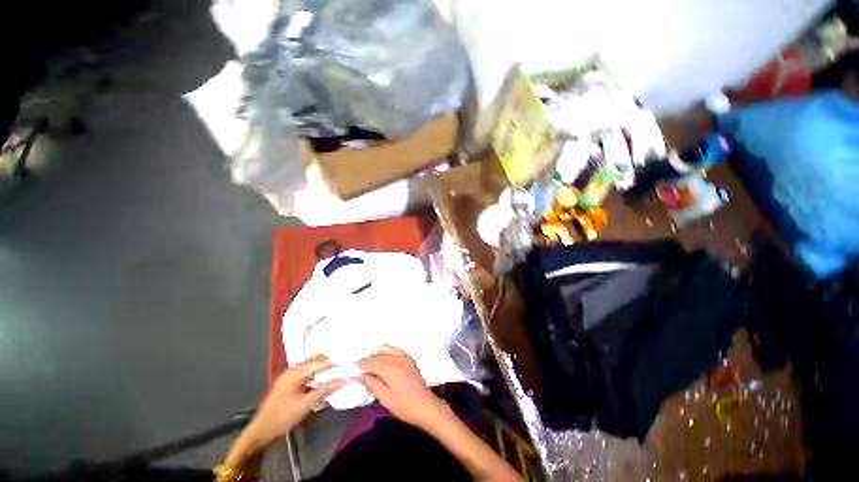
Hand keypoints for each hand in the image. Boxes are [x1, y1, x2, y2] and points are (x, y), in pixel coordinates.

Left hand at [250, 357, 344, 445]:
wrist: (261, 431)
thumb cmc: (283, 416)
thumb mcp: (306, 404)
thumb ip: (324, 390)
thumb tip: (343, 380)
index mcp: (294, 374)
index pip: (317, 363)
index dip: (331, 363)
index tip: (344, 364)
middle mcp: (291, 371)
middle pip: (312, 362)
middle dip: (326, 364)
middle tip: (339, 368)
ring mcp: (287, 378)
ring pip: (308, 368)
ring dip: (320, 370)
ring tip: (332, 374)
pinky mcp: (287, 385)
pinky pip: (304, 375)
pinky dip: (313, 376)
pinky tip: (319, 382)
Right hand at [358, 346, 448, 428]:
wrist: (425, 406)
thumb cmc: (404, 406)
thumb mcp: (385, 398)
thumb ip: (372, 384)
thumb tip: (360, 375)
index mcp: (391, 369)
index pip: (372, 363)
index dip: (361, 364)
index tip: (352, 367)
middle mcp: (398, 359)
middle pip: (379, 356)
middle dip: (368, 360)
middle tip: (359, 366)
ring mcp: (406, 358)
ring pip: (388, 350)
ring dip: (378, 354)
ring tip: (370, 362)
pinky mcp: (410, 359)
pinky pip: (397, 350)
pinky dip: (389, 351)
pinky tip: (384, 355)